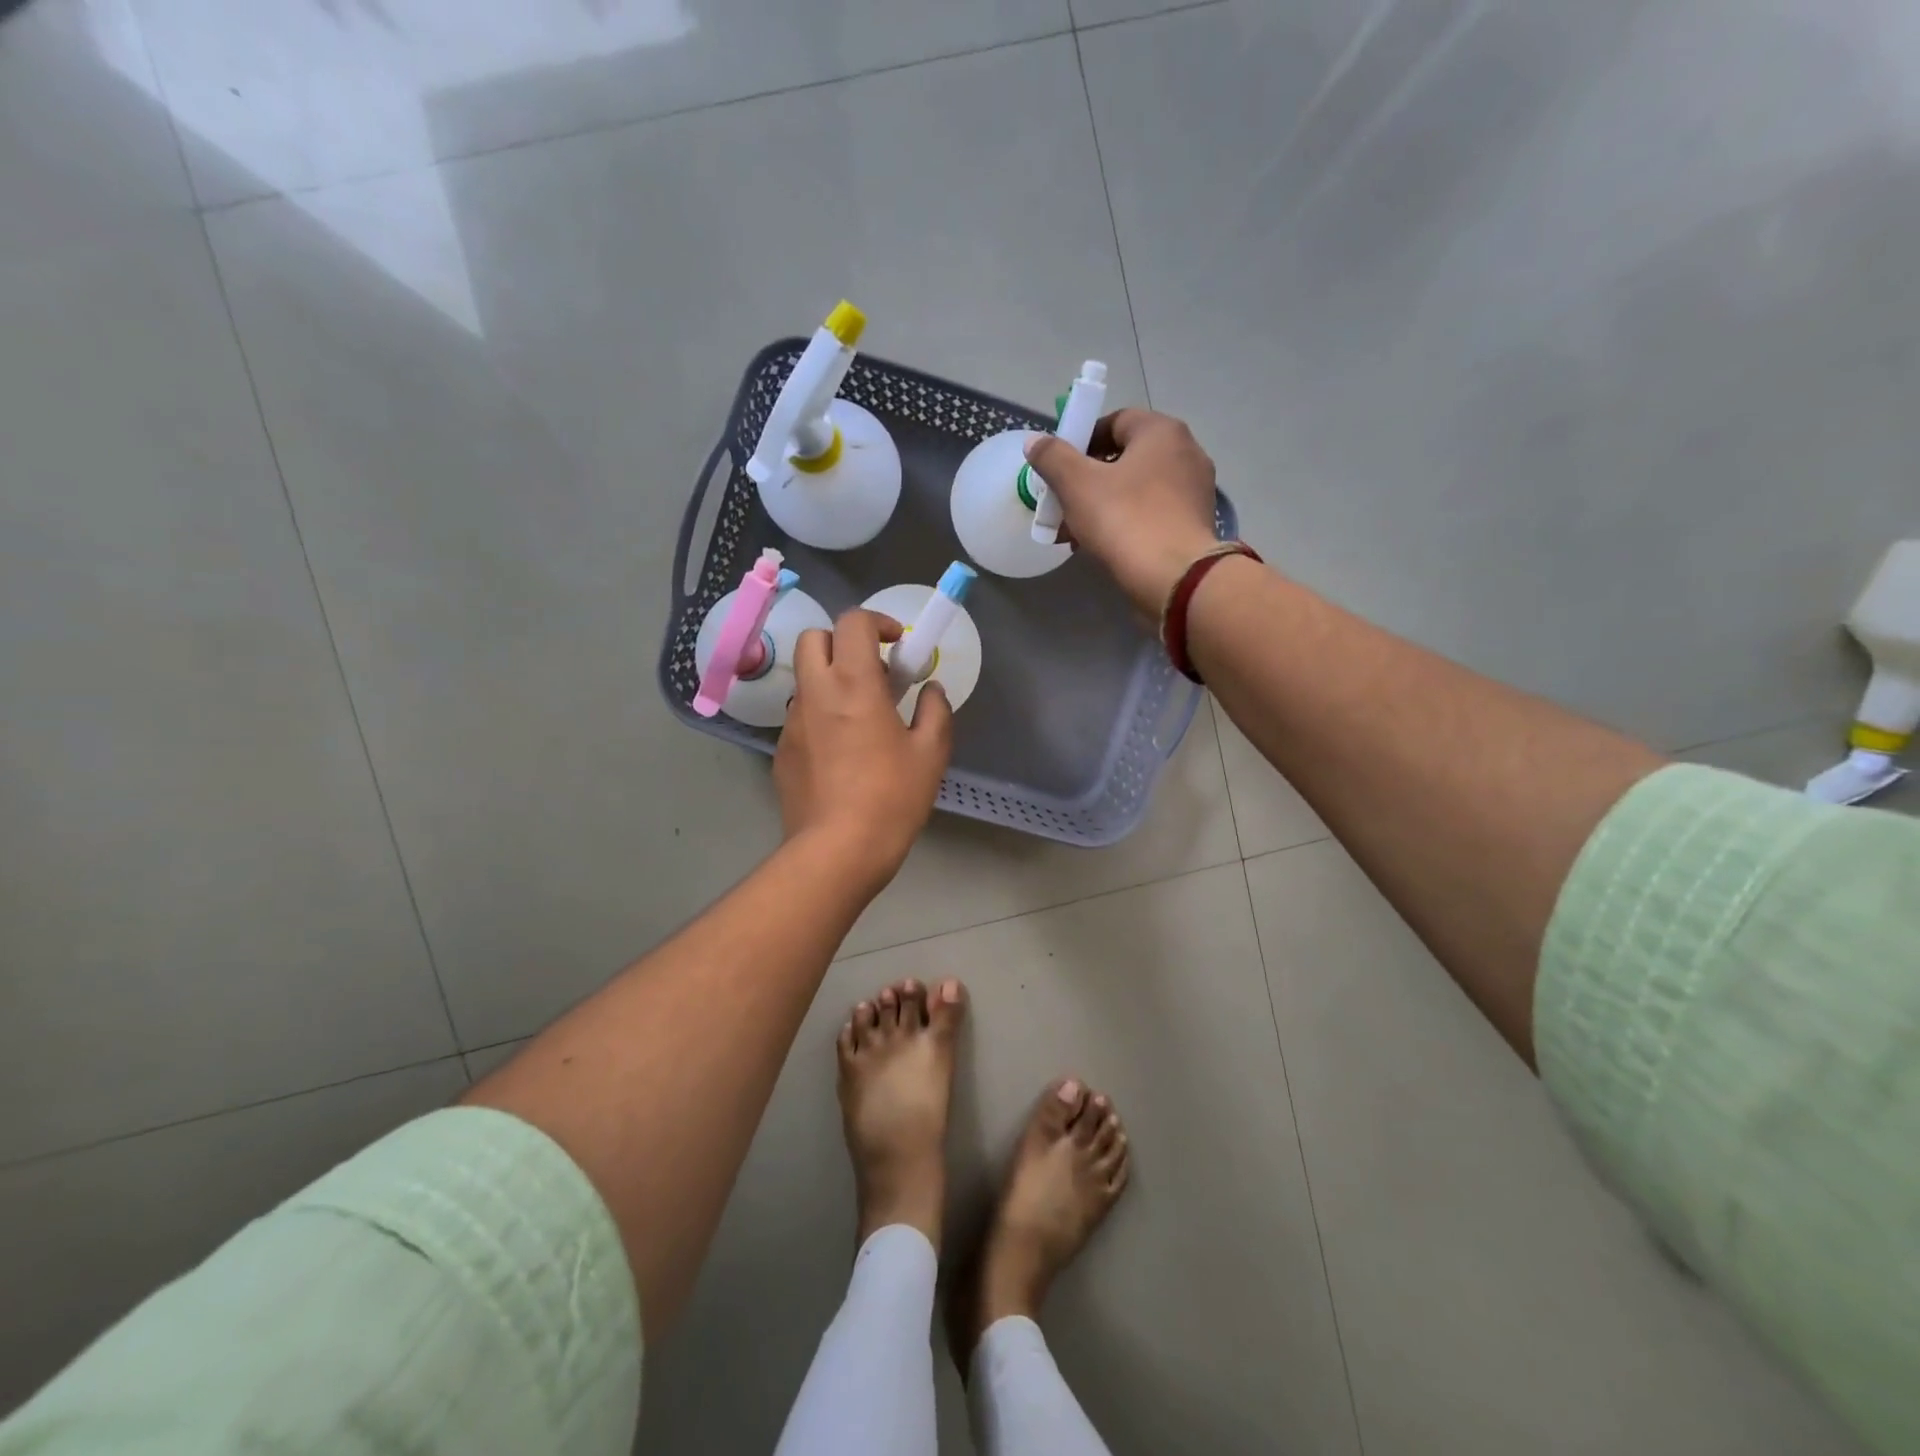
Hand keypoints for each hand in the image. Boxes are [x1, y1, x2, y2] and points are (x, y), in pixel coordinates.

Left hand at [774, 608, 952, 884]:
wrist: (837, 850)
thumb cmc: (891, 797)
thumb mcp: (930, 753)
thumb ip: (935, 711)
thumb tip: (931, 691)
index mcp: (854, 684)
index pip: (853, 623)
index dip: (877, 622)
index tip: (897, 645)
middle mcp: (815, 694)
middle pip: (814, 638)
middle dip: (842, 642)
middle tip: (872, 672)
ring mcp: (792, 723)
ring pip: (805, 680)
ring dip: (831, 681)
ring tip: (859, 718)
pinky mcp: (781, 752)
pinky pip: (800, 717)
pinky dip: (820, 717)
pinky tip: (841, 754)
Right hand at [1023, 408, 1222, 616]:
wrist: (1175, 577)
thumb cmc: (1125, 519)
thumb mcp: (1077, 485)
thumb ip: (1053, 457)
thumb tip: (1035, 441)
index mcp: (1161, 432)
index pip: (1115, 421)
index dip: (1081, 441)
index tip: (1059, 468)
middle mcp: (1185, 452)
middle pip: (1124, 458)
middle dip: (1087, 481)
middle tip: (1062, 506)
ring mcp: (1194, 490)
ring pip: (1136, 490)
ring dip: (1102, 506)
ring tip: (1074, 535)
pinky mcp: (1194, 524)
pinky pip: (1151, 514)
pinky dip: (1125, 523)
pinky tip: (1102, 548)